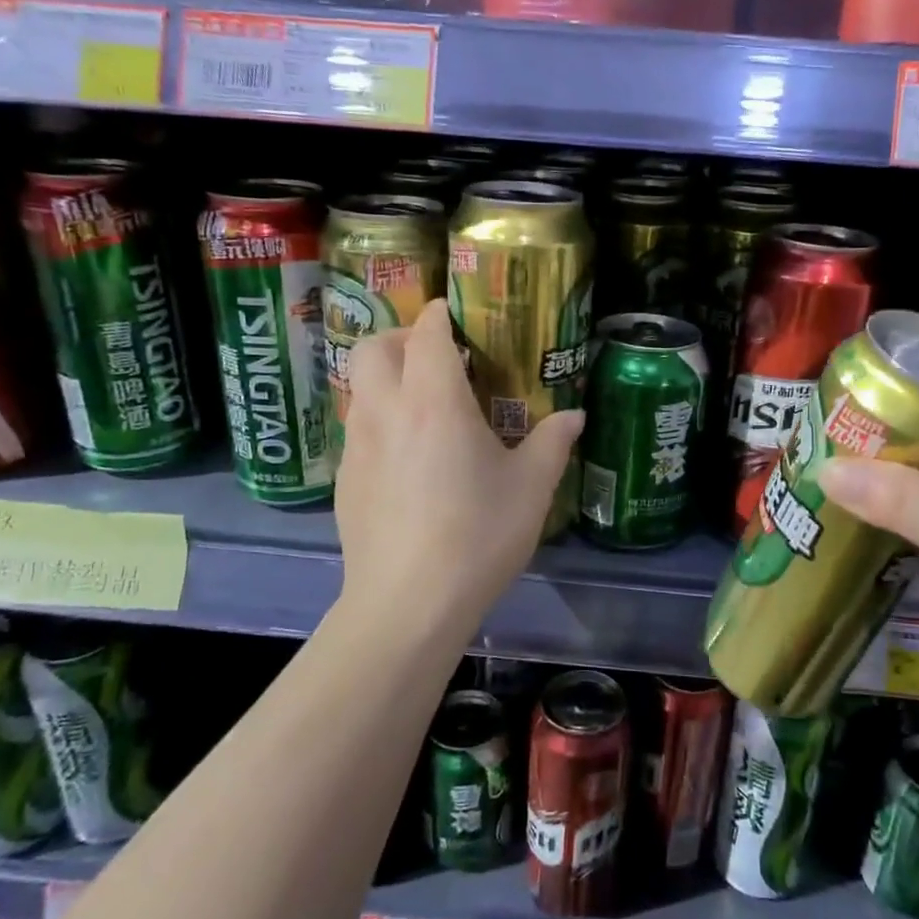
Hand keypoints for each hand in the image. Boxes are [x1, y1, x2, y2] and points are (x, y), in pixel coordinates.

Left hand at [335, 299, 582, 642]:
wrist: (407, 603)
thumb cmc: (477, 535)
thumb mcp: (531, 488)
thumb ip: (552, 442)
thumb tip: (574, 415)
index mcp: (433, 401)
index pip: (425, 332)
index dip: (440, 314)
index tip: (458, 315)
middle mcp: (385, 411)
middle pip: (373, 348)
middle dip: (401, 338)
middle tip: (436, 357)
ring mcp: (357, 446)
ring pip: (358, 388)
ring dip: (387, 379)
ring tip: (425, 406)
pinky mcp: (344, 480)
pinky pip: (357, 429)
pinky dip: (379, 421)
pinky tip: (408, 459)